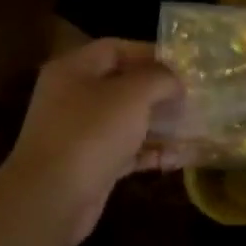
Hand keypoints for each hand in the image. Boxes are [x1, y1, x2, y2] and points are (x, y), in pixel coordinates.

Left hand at [0, 39, 182, 245]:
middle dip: (159, 91)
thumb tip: (175, 80)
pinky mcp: (90, 164)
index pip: (115, 48)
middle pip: (122, 85)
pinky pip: (126, 151)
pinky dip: (150, 152)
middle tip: (193, 96)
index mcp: (73, 70)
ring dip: (159, 124)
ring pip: (126, 120)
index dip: (150, 52)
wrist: (52, 197)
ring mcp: (80, 133)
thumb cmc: (92, 133)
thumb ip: (159, 78)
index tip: (184, 64)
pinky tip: (178, 158)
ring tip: (193, 127)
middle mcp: (73, 97)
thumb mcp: (132, 94)